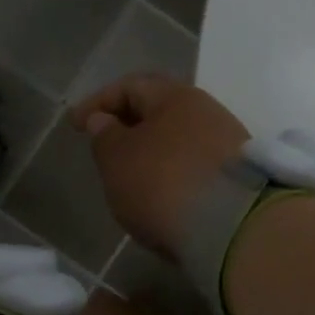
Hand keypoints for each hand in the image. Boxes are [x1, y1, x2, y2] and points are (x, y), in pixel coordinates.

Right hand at [69, 75, 249, 256]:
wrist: (234, 228)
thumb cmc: (163, 183)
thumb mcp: (118, 159)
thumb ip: (105, 136)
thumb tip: (105, 121)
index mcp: (176, 96)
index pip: (131, 86)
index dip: (98, 102)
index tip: (75, 126)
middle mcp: (207, 111)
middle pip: (160, 111)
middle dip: (129, 126)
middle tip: (104, 147)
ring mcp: (229, 144)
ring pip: (179, 140)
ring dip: (153, 152)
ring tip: (131, 176)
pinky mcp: (238, 178)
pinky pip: (195, 166)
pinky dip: (173, 173)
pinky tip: (162, 195)